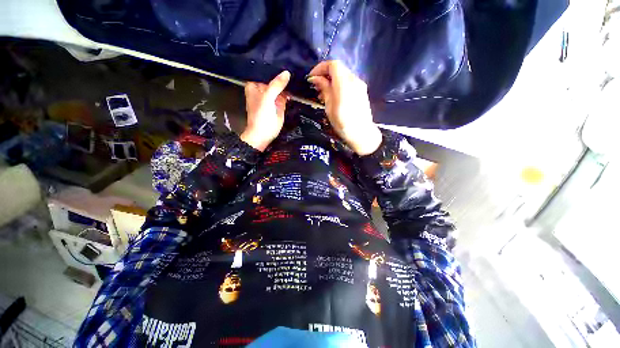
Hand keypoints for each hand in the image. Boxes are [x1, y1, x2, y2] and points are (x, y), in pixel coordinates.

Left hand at [241, 71, 290, 151]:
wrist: (263, 135)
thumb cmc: (261, 116)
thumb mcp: (267, 98)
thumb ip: (276, 85)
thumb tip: (287, 72)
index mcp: (255, 86)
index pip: (264, 72)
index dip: (273, 67)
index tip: (284, 60)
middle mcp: (263, 90)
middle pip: (273, 79)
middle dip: (282, 75)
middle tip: (294, 66)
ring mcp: (272, 97)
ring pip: (280, 87)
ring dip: (287, 83)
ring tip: (297, 74)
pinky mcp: (279, 105)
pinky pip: (285, 95)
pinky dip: (290, 92)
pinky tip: (297, 84)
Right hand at [307, 61, 381, 155]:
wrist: (362, 134)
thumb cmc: (343, 123)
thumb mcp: (330, 107)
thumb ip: (324, 89)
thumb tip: (316, 78)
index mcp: (344, 84)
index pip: (333, 65)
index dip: (320, 68)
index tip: (312, 78)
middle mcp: (354, 80)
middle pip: (338, 69)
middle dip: (325, 74)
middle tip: (315, 87)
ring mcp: (359, 85)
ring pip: (343, 75)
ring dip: (331, 80)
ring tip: (322, 93)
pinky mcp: (362, 91)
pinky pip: (348, 82)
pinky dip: (338, 85)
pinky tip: (333, 96)